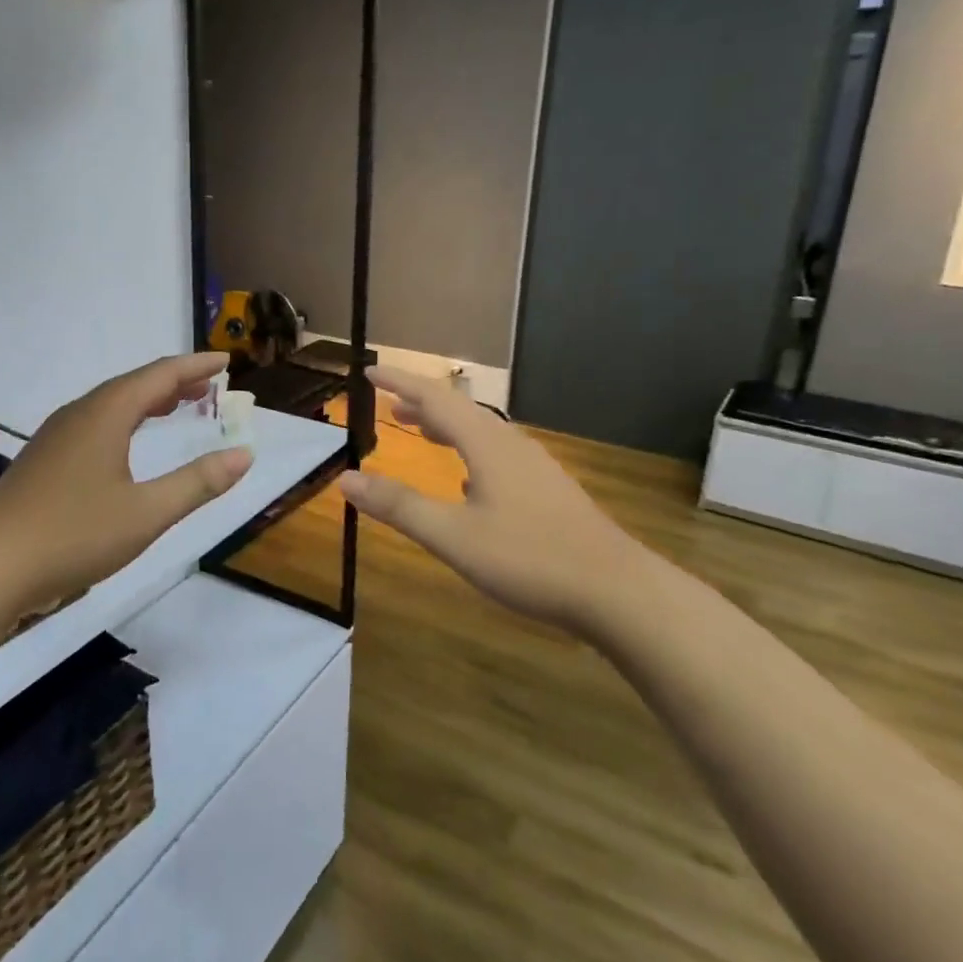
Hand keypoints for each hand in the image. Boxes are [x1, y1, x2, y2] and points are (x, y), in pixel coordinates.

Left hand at [0, 353, 252, 625]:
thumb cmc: (72, 536)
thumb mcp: (146, 513)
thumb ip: (198, 483)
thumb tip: (244, 454)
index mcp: (105, 415)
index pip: (159, 376)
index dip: (195, 367)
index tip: (225, 360)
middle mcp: (79, 414)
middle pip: (134, 385)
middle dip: (175, 382)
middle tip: (211, 386)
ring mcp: (56, 437)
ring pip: (111, 405)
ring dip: (149, 401)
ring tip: (179, 407)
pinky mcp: (44, 460)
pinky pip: (96, 424)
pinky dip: (126, 421)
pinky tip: (128, 445)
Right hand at [337, 366, 652, 639]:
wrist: (618, 590)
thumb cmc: (530, 558)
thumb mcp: (453, 535)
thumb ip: (398, 506)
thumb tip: (345, 478)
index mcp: (486, 444)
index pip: (434, 398)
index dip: (400, 382)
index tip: (369, 371)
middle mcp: (510, 445)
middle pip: (459, 411)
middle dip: (420, 403)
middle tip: (388, 403)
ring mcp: (534, 467)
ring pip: (480, 433)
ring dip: (445, 427)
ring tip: (419, 430)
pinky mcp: (548, 491)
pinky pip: (496, 455)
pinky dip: (468, 452)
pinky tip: (466, 480)